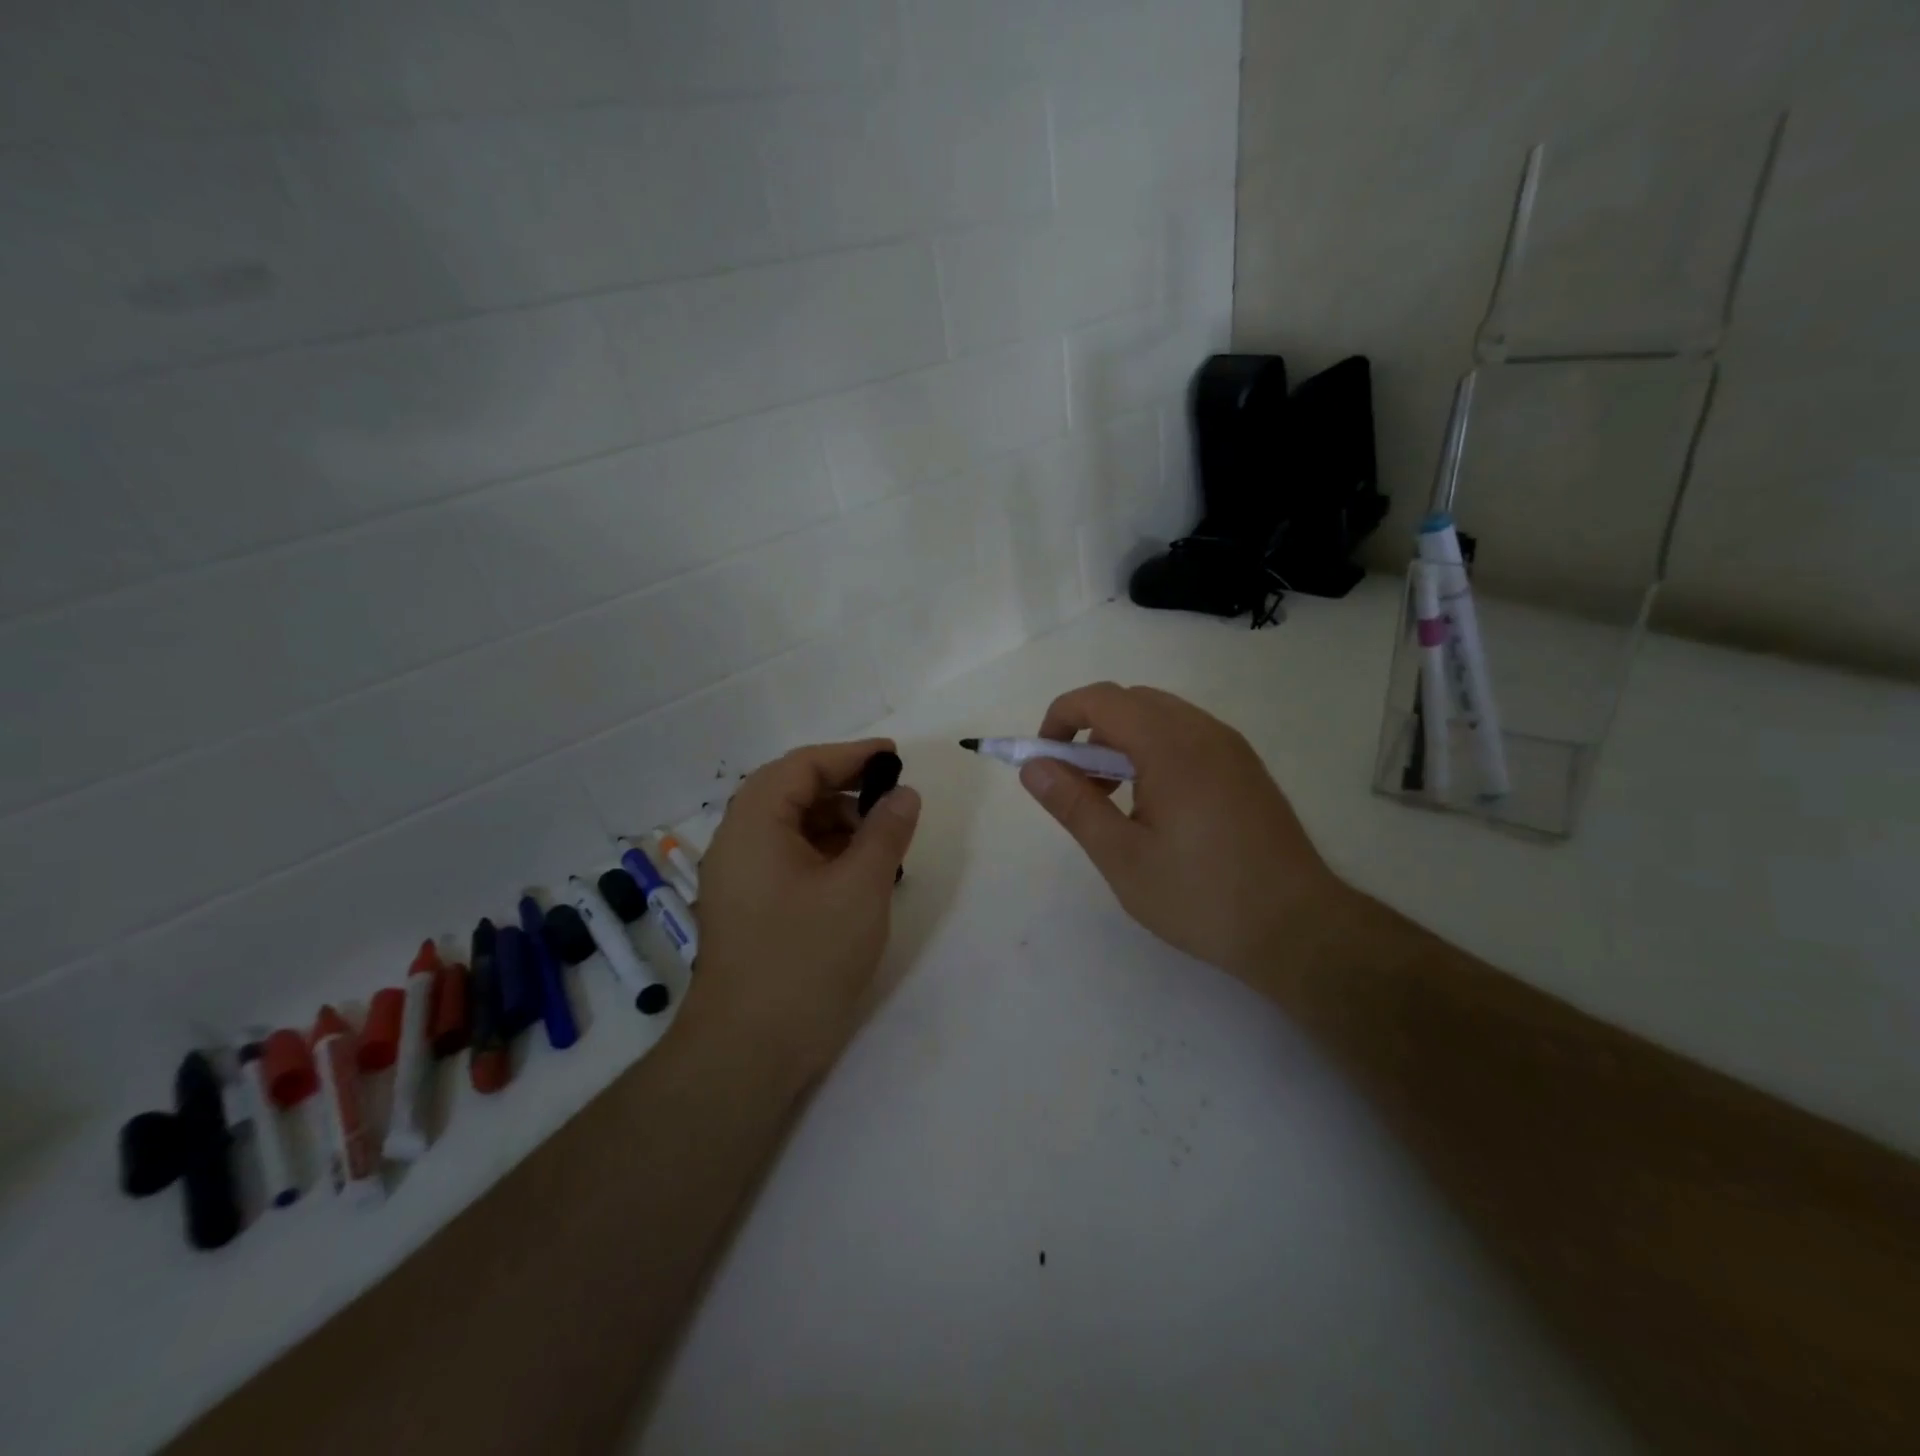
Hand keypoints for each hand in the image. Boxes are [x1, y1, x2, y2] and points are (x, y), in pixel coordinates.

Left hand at [680, 738, 921, 1088]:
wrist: (749, 1052)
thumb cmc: (806, 958)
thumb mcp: (860, 888)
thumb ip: (886, 832)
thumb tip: (903, 793)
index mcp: (754, 824)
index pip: (802, 766)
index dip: (851, 755)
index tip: (894, 756)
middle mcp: (737, 843)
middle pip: (791, 793)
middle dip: (844, 789)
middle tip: (891, 799)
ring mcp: (738, 879)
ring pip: (790, 828)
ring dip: (835, 824)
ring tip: (880, 843)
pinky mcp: (747, 909)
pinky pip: (786, 860)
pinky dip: (823, 855)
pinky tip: (856, 876)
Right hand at [1019, 683, 1346, 982]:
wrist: (1297, 928)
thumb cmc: (1200, 895)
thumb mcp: (1122, 856)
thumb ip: (1073, 804)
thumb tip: (1033, 766)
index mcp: (1171, 745)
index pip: (1101, 699)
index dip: (1061, 717)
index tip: (1044, 759)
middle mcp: (1204, 731)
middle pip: (1132, 701)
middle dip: (1091, 731)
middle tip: (1078, 786)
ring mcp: (1231, 747)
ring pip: (1161, 717)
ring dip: (1123, 742)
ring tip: (1114, 801)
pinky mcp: (1246, 768)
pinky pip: (1188, 737)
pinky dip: (1155, 752)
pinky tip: (1155, 806)